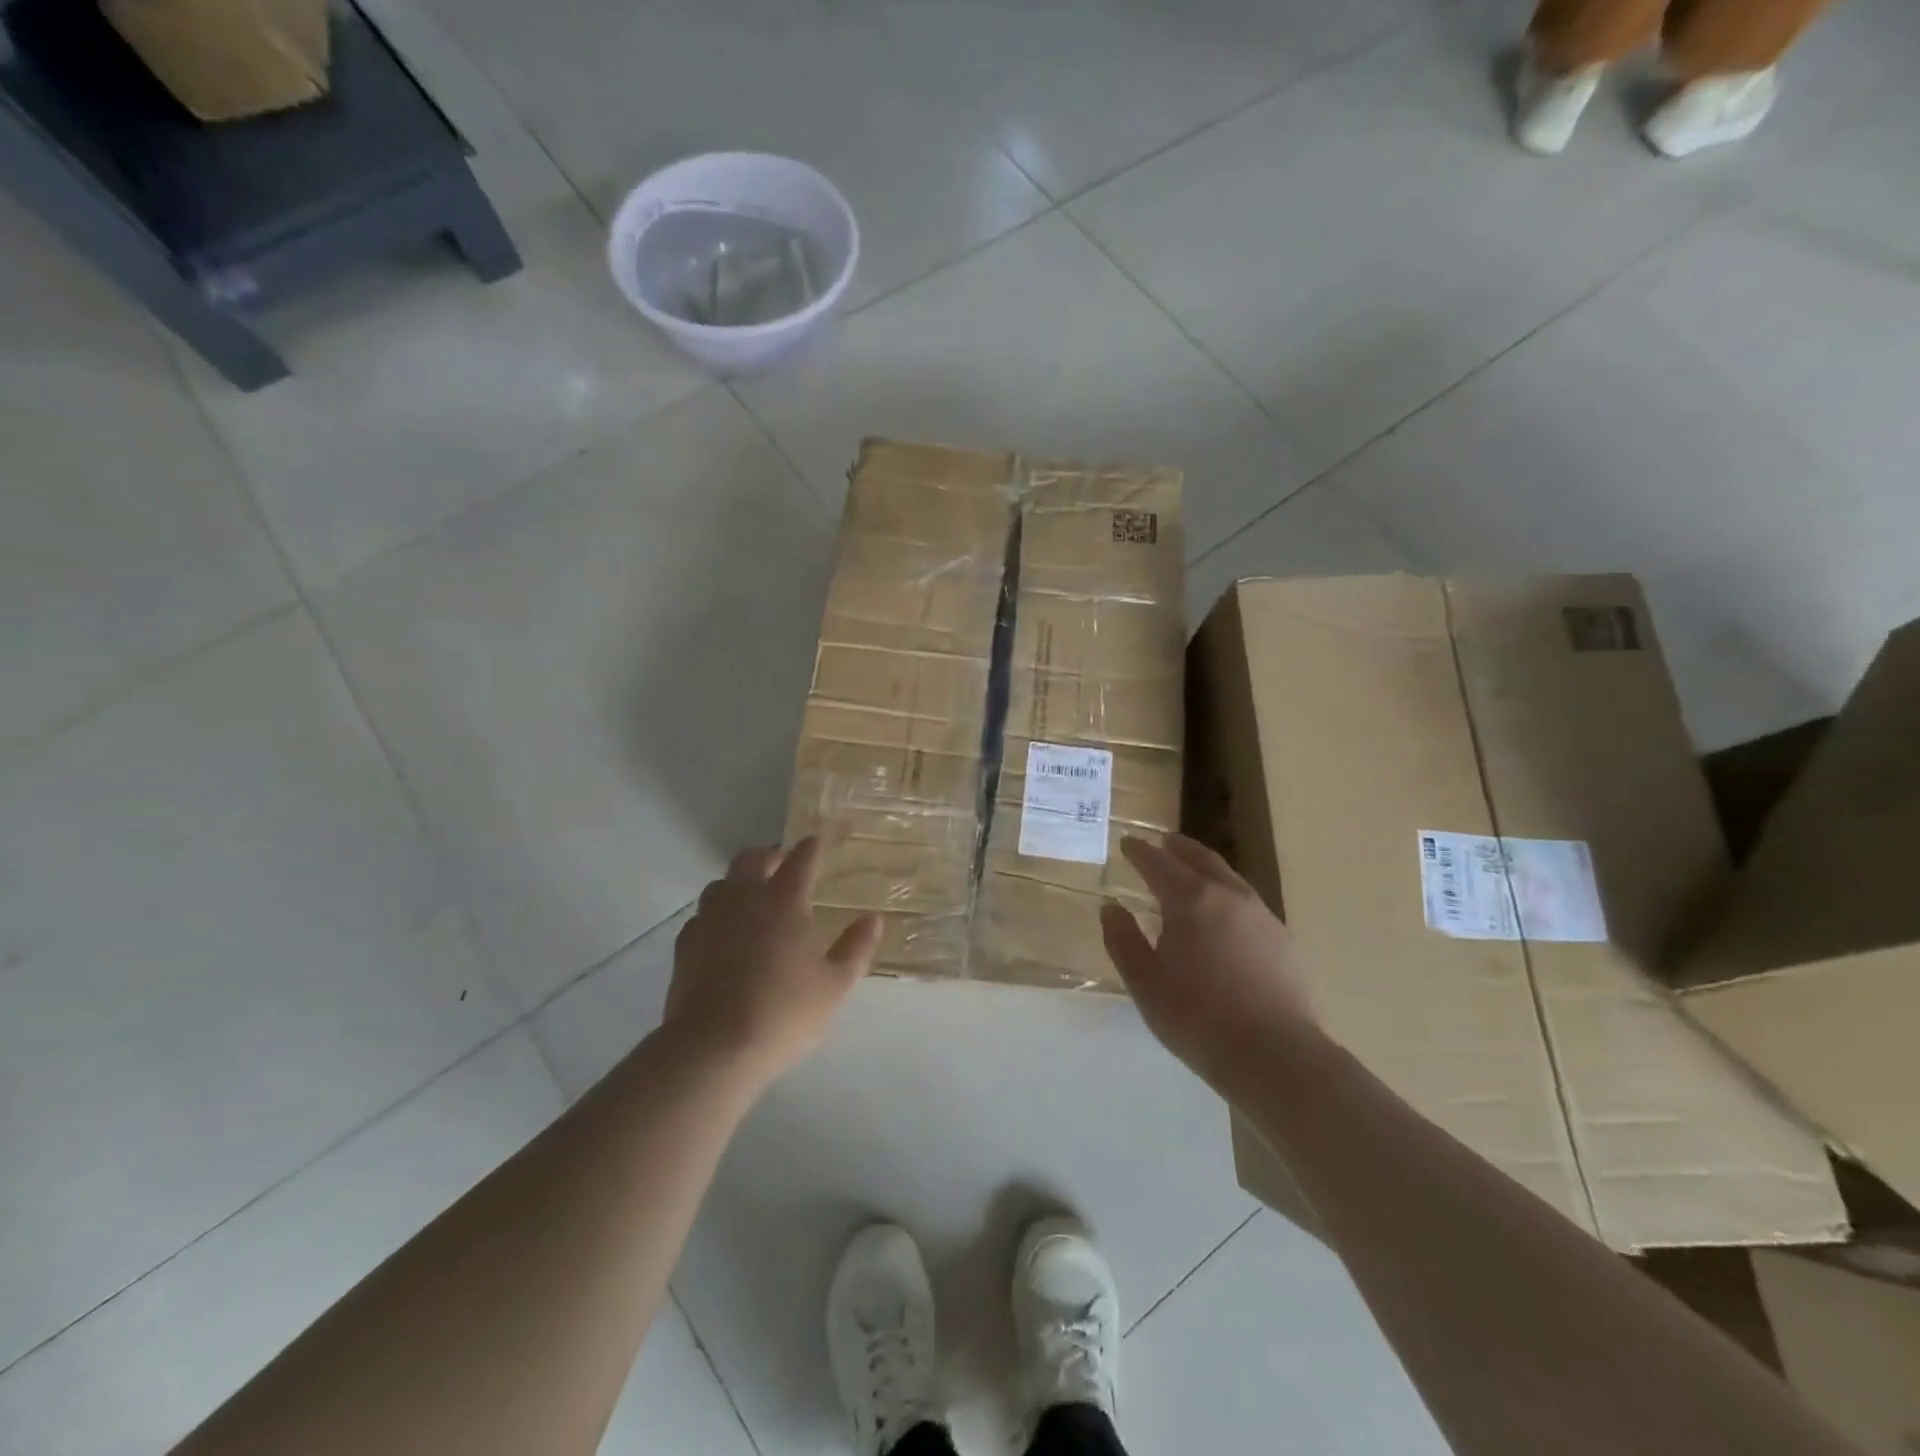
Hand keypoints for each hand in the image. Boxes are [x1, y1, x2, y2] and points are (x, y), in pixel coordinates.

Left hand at [664, 838, 880, 1086]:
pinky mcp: (685, 945)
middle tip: (785, 866)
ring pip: (721, 883)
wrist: (713, 1048)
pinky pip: (702, 916)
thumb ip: (856, 948)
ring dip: (740, 882)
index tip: (822, 839)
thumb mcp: (834, 986)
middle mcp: (744, 899)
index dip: (814, 845)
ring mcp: (710, 920)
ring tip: (753, 899)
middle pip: (752, 857)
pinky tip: (723, 935)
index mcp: (784, 901)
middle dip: (771, 854)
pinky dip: (716, 916)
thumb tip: (874, 918)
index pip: (801, 858)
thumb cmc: (783, 1013)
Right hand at [1101, 835, 1324, 1100]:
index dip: (1140, 852)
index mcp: (1191, 901)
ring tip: (1193, 872)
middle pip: (1201, 859)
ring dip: (1206, 868)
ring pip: (1229, 878)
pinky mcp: (1284, 940)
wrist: (1278, 1057)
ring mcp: (1262, 916)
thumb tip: (1111, 908)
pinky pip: (1249, 904)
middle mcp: (1229, 896)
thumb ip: (1123, 941)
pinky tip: (1225, 917)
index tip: (1128, 843)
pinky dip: (1228, 896)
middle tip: (1163, 841)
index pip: (1159, 864)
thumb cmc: (1199, 1019)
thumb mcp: (1145, 984)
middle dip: (1178, 847)